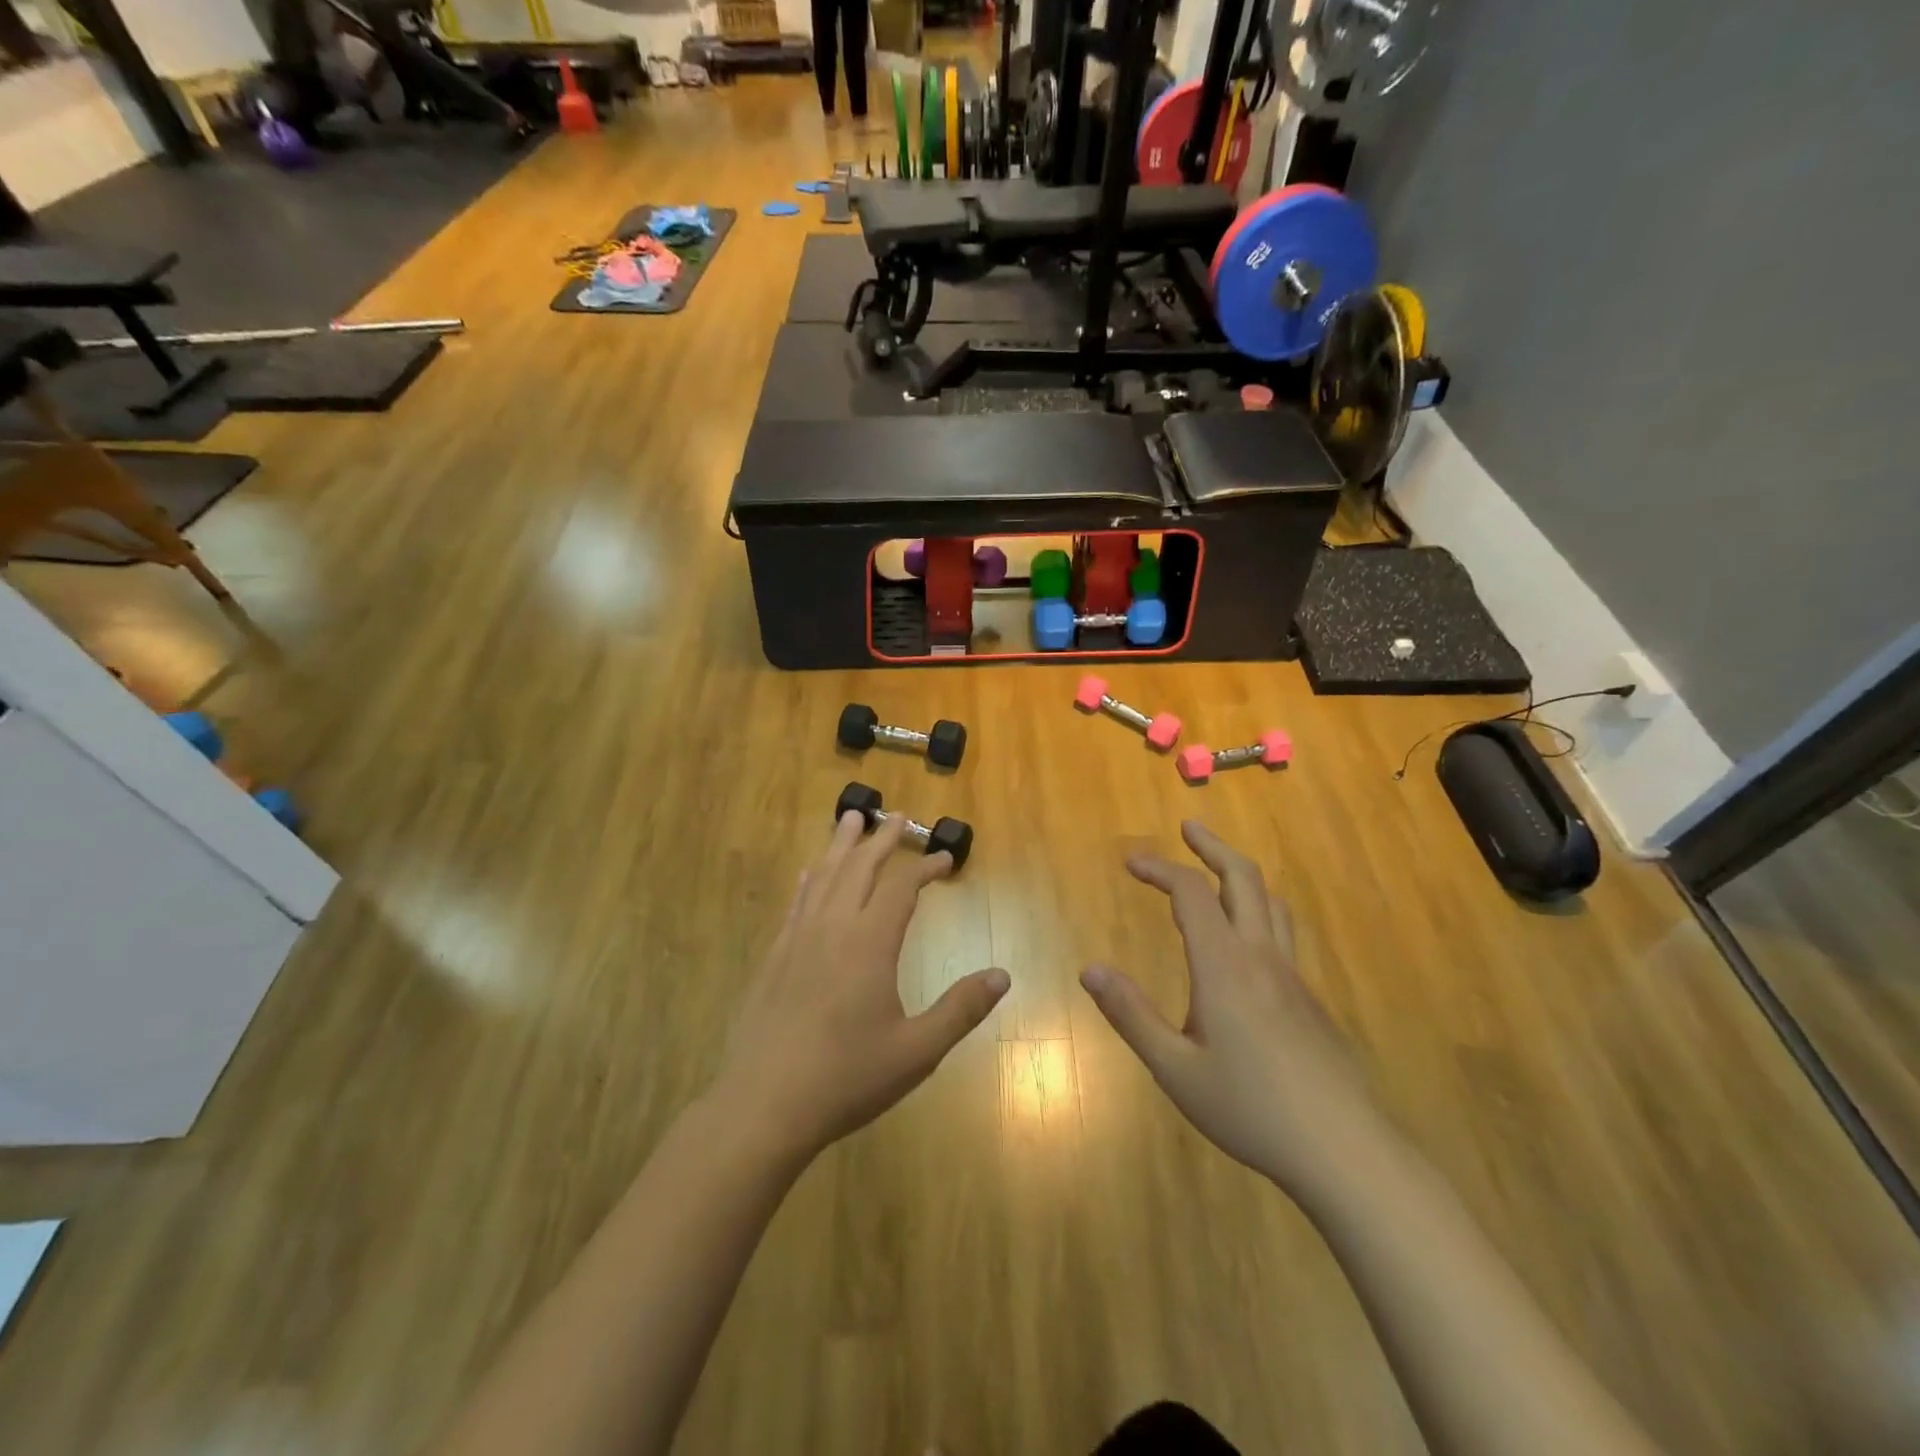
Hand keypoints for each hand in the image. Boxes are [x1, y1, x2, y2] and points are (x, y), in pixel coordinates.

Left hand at [714, 812, 1009, 1161]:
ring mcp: (798, 939)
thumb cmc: (846, 1078)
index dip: (924, 868)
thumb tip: (1002, 975)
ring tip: (851, 819)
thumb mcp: (917, 1051)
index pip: (901, 888)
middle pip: (859, 868)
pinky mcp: (775, 957)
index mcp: (869, 944)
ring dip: (841, 846)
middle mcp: (833, 928)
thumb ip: (960, 1009)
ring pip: (823, 877)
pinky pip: (796, 903)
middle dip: (881, 839)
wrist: (764, 1105)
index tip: (943, 859)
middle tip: (898, 816)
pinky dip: (809, 880)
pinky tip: (809, 873)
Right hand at [1080, 821, 1381, 1197]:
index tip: (1131, 861)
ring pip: (1270, 903)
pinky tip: (1242, 944)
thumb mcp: (1176, 1069)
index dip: (1160, 868)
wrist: (1345, 1151)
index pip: (1191, 893)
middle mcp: (1261, 957)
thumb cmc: (1251, 1109)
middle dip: (1212, 847)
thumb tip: (1089, 970)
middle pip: (1243, 878)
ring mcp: (1292, 976)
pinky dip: (1255, 911)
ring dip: (1239, 875)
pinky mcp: (1309, 999)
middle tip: (1187, 829)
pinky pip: (1281, 933)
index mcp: (1224, 966)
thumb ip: (1131, 1015)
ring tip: (1215, 873)